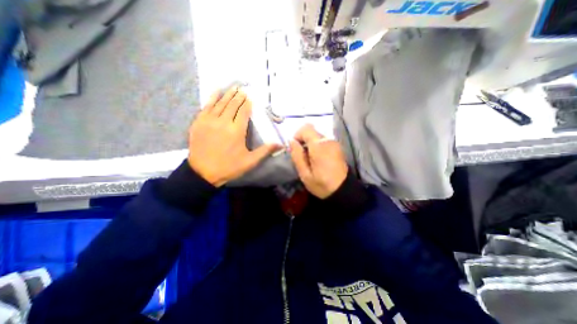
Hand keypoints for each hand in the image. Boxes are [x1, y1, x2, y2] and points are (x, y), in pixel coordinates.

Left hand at [188, 86, 281, 187]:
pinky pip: (206, 106)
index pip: (243, 112)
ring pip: (220, 103)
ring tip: (233, 87)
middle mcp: (224, 122)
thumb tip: (280, 144)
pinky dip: (212, 98)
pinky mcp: (199, 122)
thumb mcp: (250, 161)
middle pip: (232, 105)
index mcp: (237, 131)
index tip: (250, 97)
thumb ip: (265, 151)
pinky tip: (216, 92)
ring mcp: (209, 121)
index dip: (247, 104)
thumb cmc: (229, 167)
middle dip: (238, 96)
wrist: (203, 173)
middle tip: (242, 89)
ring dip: (228, 95)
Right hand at [288, 124, 346, 198]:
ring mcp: (334, 142)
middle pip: (311, 131)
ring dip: (310, 144)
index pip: (306, 128)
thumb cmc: (322, 184)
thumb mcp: (305, 174)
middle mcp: (328, 140)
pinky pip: (323, 140)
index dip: (297, 135)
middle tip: (302, 156)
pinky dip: (317, 146)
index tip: (296, 148)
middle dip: (303, 141)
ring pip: (317, 136)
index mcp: (319, 145)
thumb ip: (297, 155)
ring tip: (310, 159)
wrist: (343, 190)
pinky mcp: (337, 146)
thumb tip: (291, 141)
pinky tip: (318, 159)